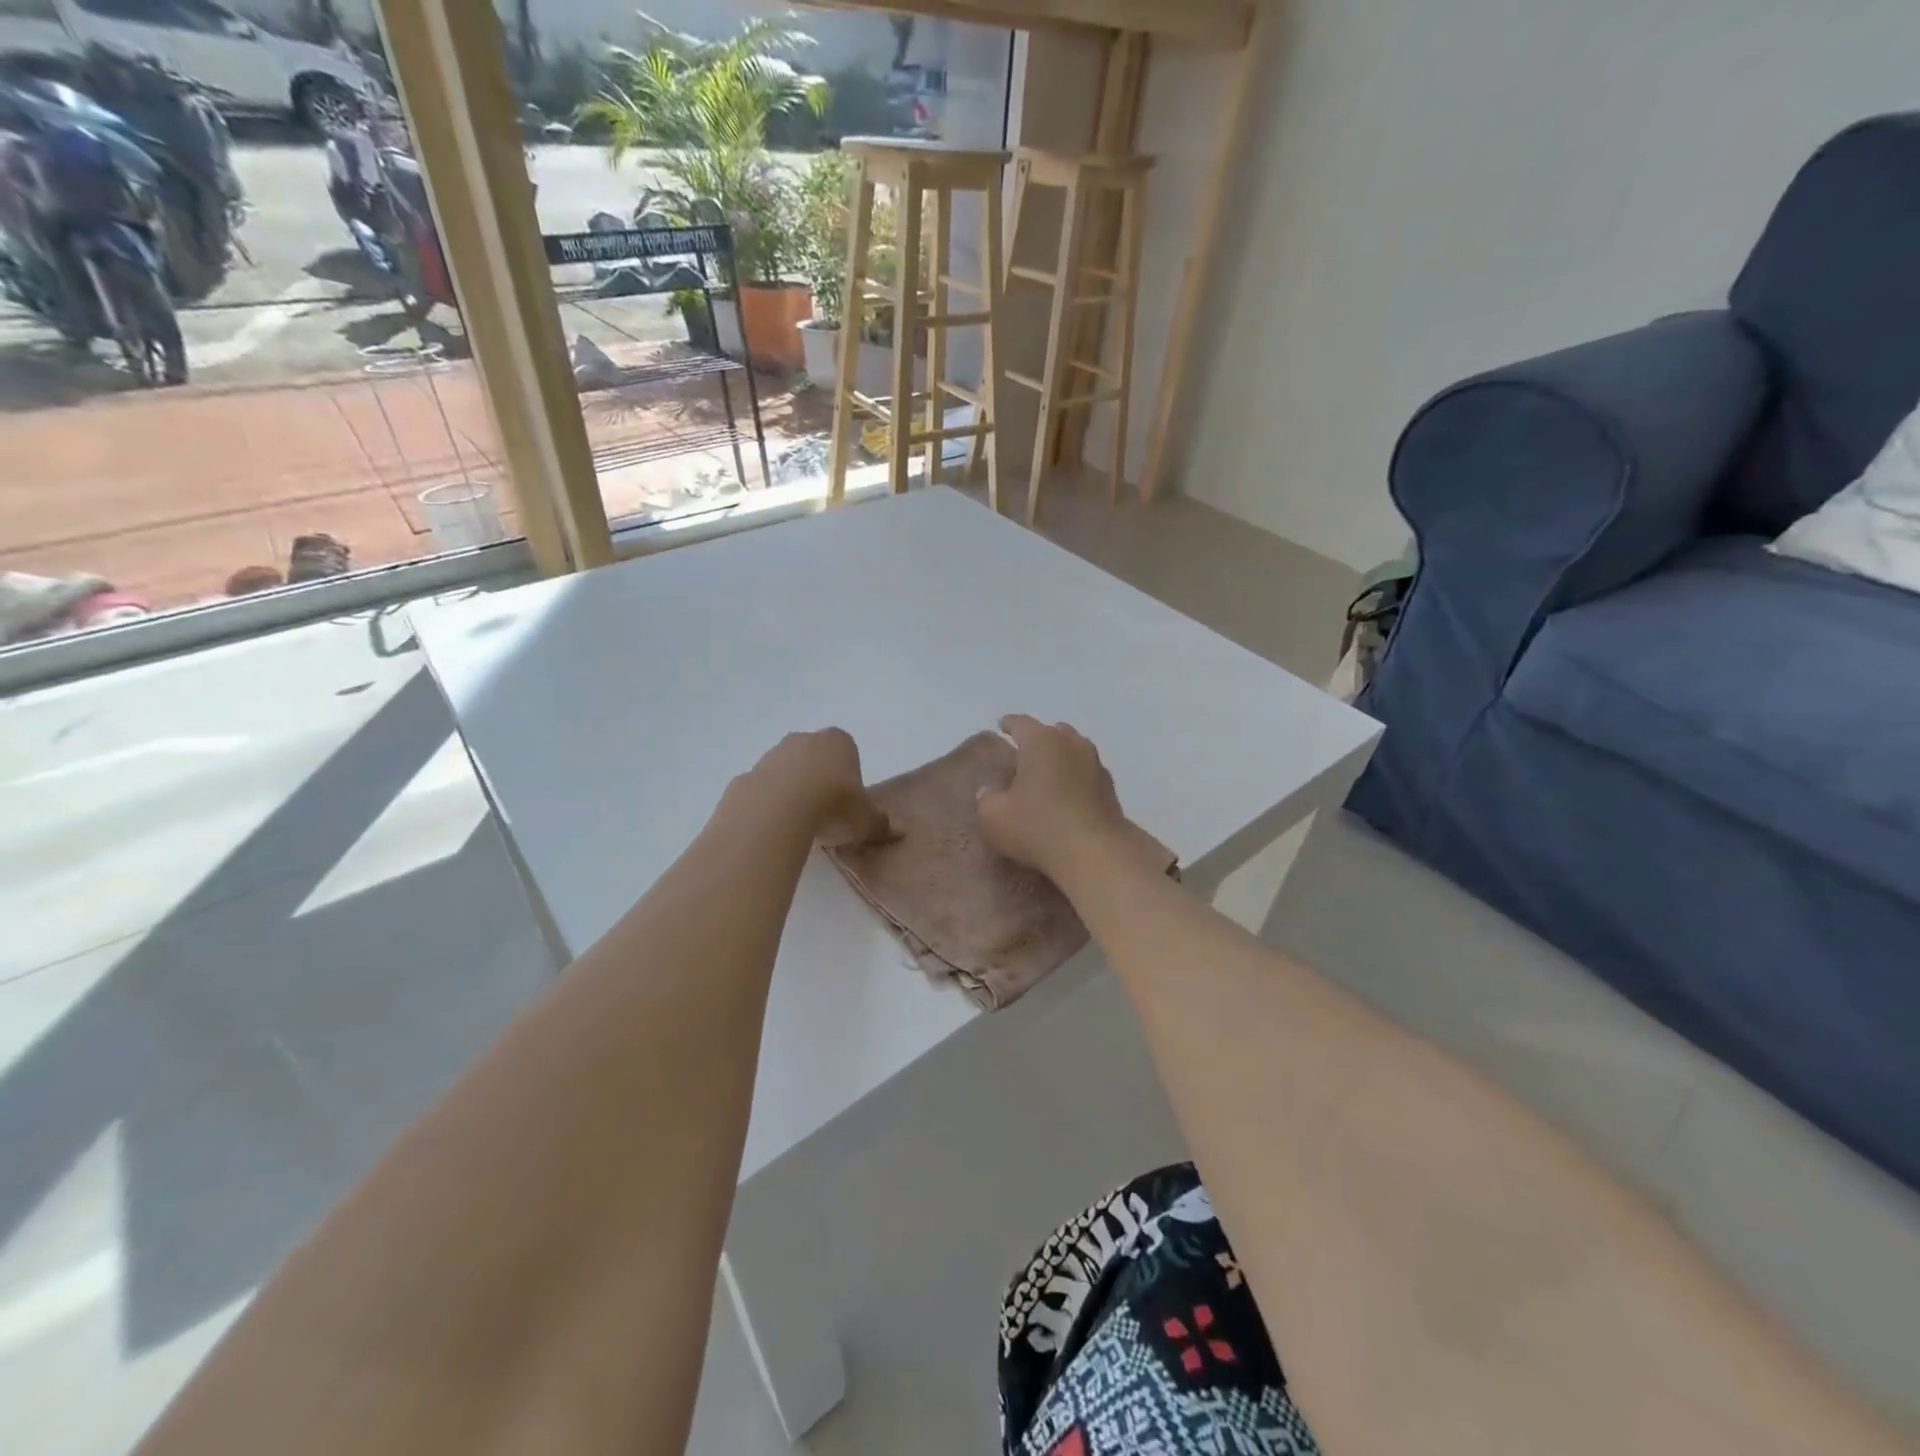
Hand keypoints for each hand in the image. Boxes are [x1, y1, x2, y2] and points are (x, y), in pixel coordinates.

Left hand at [742, 728, 893, 847]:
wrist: (777, 810)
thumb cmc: (832, 804)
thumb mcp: (865, 820)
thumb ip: (882, 823)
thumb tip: (901, 830)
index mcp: (838, 741)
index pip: (847, 751)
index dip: (848, 776)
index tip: (848, 802)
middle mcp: (805, 739)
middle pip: (815, 757)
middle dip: (819, 779)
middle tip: (826, 812)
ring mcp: (773, 754)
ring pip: (787, 770)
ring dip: (793, 790)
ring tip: (800, 823)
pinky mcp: (748, 774)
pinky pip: (763, 788)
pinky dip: (769, 803)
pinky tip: (775, 826)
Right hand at [976, 715, 1134, 886]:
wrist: (1095, 853)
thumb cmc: (1038, 827)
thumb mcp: (993, 817)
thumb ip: (986, 798)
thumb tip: (990, 791)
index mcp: (1041, 741)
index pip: (1020, 723)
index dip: (1008, 724)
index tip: (1001, 726)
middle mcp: (1071, 744)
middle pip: (1052, 732)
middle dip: (1037, 740)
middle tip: (1022, 756)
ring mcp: (1095, 764)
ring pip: (1073, 750)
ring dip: (1059, 758)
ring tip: (1046, 774)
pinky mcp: (1110, 788)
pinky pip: (1086, 773)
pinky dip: (1075, 777)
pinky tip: (1067, 795)